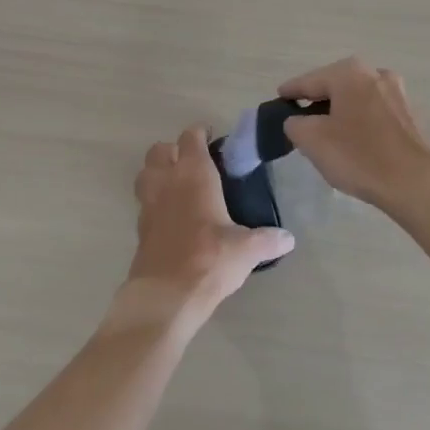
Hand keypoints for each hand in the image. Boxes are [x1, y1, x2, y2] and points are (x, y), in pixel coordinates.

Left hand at [121, 126, 293, 327]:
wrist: (166, 295)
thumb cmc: (209, 259)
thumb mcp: (247, 249)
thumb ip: (268, 239)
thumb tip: (288, 239)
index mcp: (194, 175)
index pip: (190, 138)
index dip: (200, 134)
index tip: (213, 139)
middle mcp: (166, 182)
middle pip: (159, 150)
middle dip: (174, 150)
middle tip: (194, 163)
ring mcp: (148, 205)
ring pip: (145, 173)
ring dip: (158, 173)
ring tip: (179, 186)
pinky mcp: (140, 229)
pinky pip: (145, 202)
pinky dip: (155, 201)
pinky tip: (173, 217)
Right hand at [278, 58, 429, 217]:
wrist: (416, 182)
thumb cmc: (359, 156)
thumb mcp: (312, 140)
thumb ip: (294, 124)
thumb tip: (297, 120)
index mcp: (349, 73)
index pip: (308, 81)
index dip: (290, 92)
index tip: (278, 99)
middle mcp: (376, 73)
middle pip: (335, 86)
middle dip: (318, 101)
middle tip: (300, 120)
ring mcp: (398, 93)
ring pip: (357, 98)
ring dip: (341, 111)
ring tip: (328, 133)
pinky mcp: (412, 115)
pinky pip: (376, 113)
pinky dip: (361, 121)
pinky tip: (356, 141)